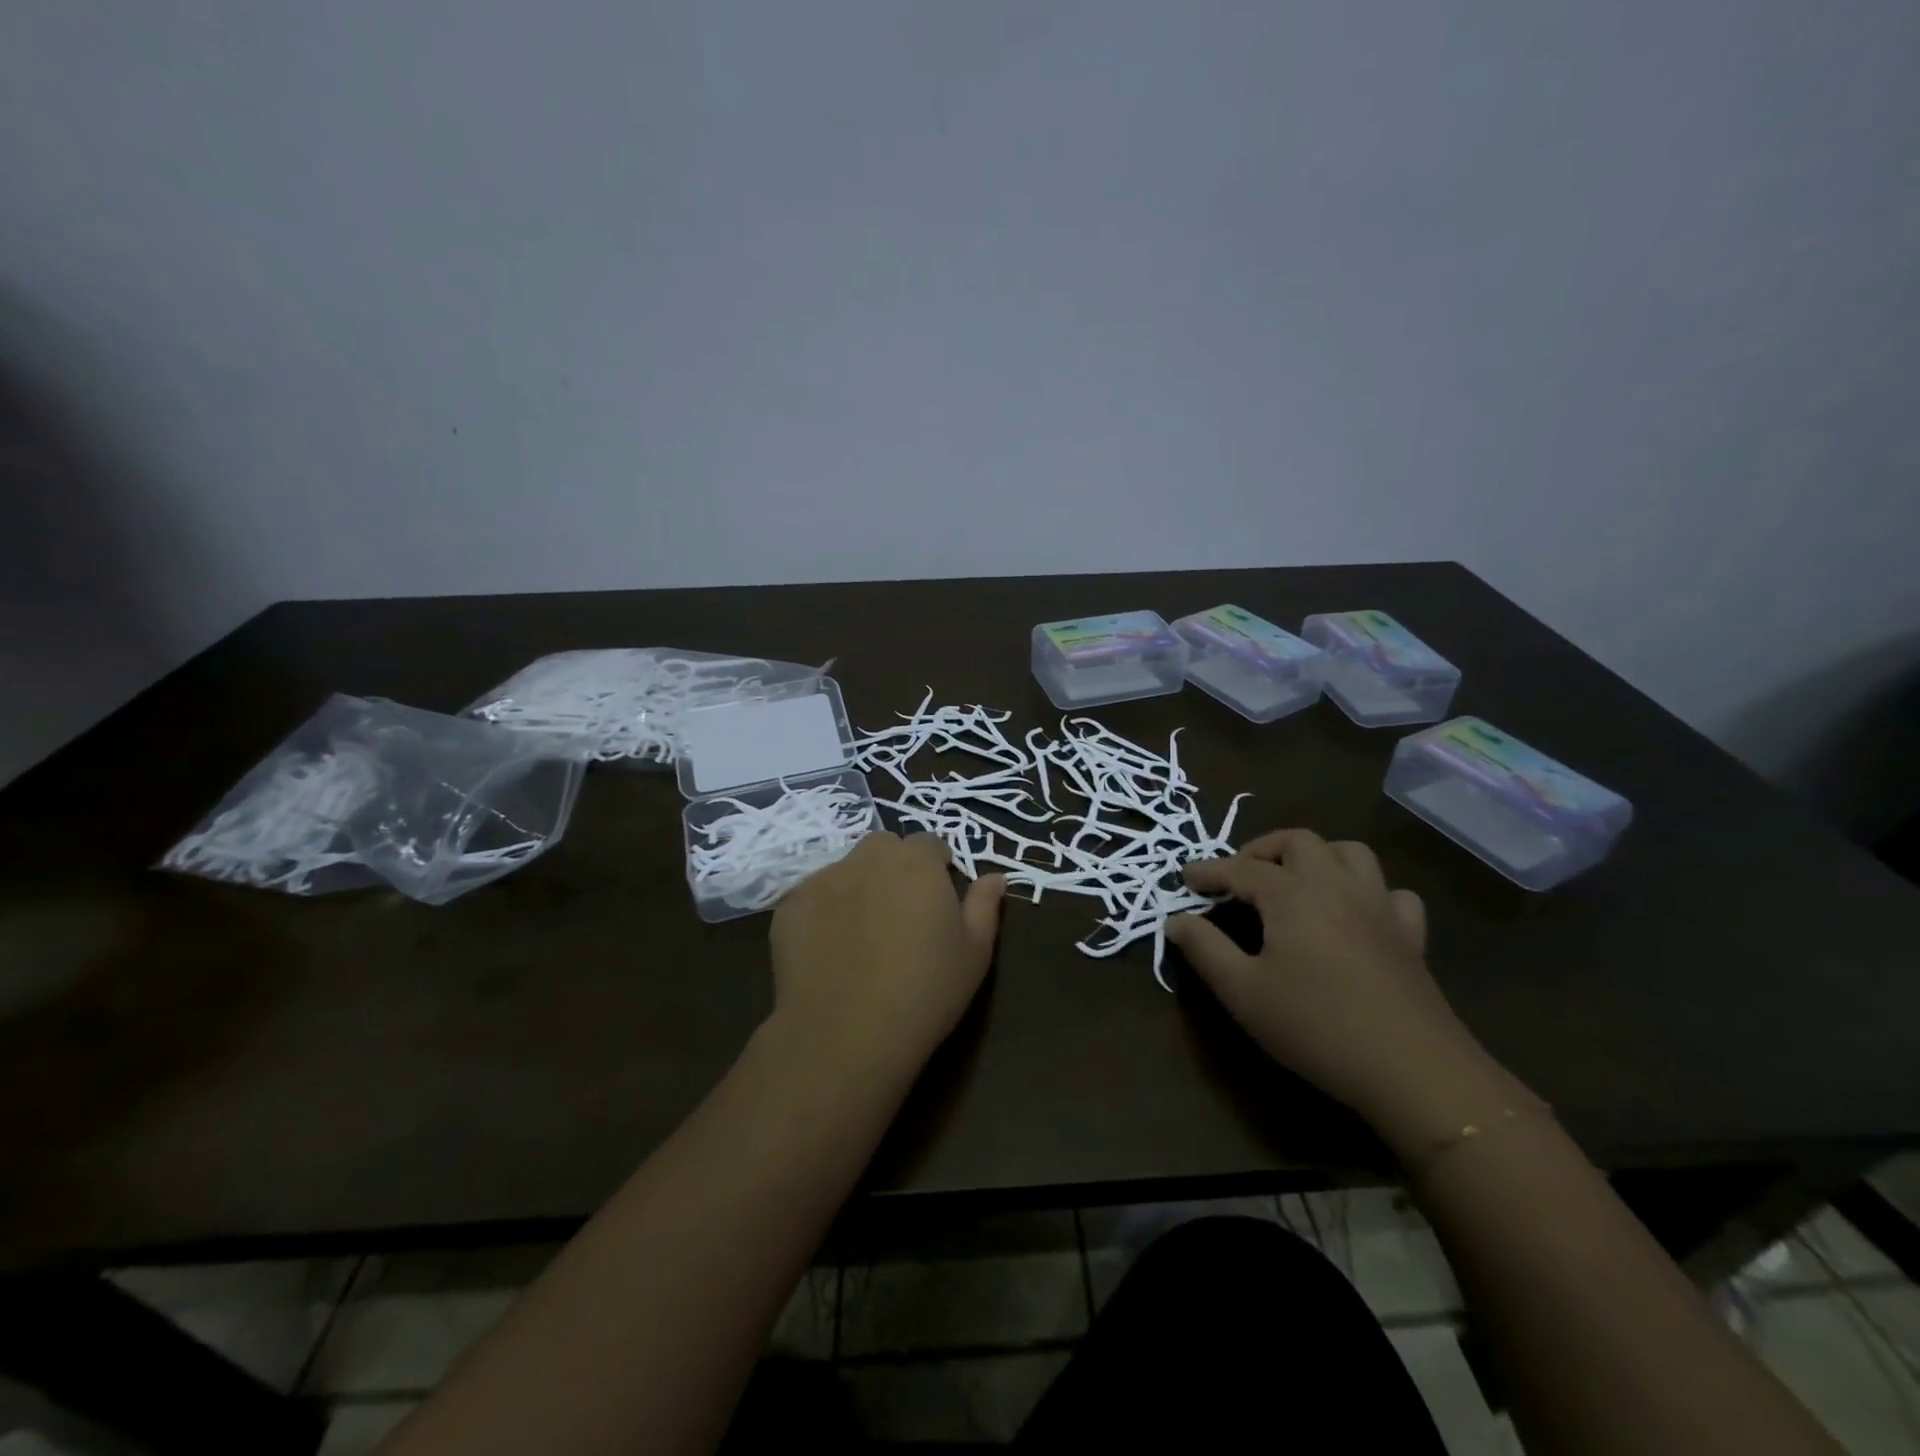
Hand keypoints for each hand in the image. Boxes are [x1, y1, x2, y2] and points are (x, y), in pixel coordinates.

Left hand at [769, 832, 1006, 1079]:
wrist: (845, 1033)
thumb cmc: (924, 992)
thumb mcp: (974, 954)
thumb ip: (984, 906)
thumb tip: (995, 876)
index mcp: (917, 863)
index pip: (931, 844)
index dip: (937, 869)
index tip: (937, 903)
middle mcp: (869, 858)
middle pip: (885, 847)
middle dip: (895, 867)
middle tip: (900, 913)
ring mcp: (824, 879)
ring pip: (847, 868)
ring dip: (858, 885)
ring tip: (861, 933)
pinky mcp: (790, 905)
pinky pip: (813, 895)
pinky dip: (823, 911)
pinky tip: (828, 950)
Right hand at [1168, 829, 1508, 1145]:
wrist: (1413, 1069)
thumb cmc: (1316, 1026)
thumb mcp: (1243, 992)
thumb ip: (1204, 949)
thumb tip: (1176, 920)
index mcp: (1292, 895)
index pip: (1241, 869)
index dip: (1209, 870)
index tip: (1185, 877)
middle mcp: (1336, 886)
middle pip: (1298, 841)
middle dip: (1262, 849)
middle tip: (1239, 876)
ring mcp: (1379, 908)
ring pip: (1350, 853)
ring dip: (1317, 856)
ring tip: (1295, 881)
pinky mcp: (1410, 936)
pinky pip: (1392, 894)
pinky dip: (1368, 892)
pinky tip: (1356, 914)